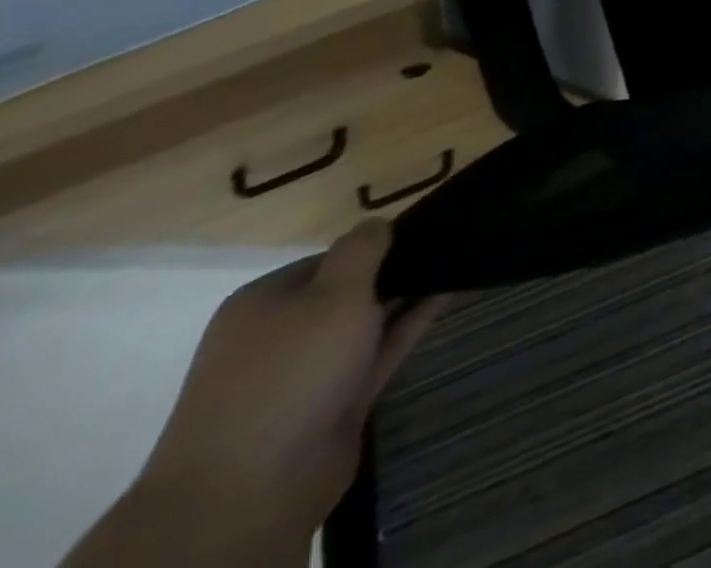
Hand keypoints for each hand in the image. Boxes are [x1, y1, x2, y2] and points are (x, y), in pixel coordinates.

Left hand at [138, 221, 440, 544]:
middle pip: (348, 290)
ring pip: (368, 321)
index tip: (422, 231)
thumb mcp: (334, 291)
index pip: (330, 258)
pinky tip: (447, 294)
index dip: (375, 245)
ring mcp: (308, 371)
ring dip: (407, 296)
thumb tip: (377, 222)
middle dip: (394, 271)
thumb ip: (362, 249)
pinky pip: (381, 349)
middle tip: (450, 244)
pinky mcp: (336, 400)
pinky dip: (411, 323)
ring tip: (459, 262)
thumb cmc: (291, 370)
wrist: (252, 487)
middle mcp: (281, 334)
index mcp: (264, 303)